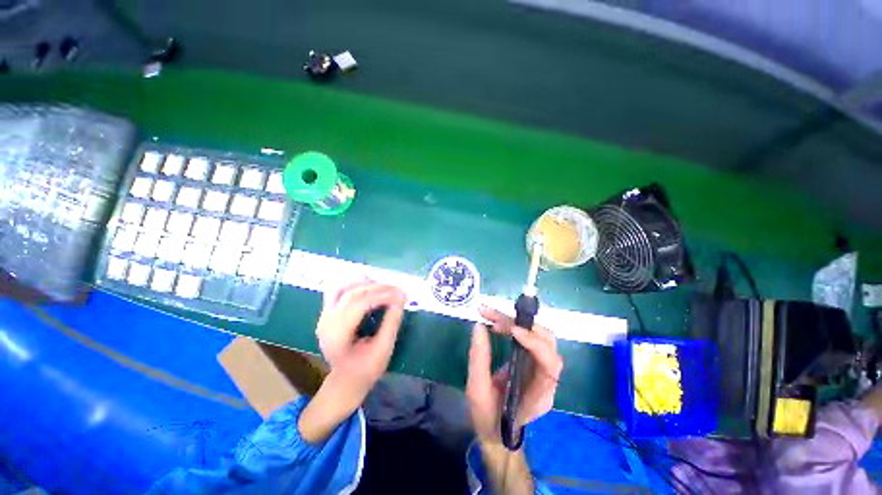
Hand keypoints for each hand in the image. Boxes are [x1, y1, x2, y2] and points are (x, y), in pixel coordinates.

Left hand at [316, 281, 406, 406]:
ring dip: (365, 283)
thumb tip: (401, 298)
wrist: (345, 381)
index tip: (401, 294)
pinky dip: (353, 284)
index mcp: (338, 336)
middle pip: (352, 294)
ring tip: (384, 286)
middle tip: (397, 289)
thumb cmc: (365, 370)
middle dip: (377, 287)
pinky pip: (338, 291)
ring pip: (343, 288)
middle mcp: (326, 323)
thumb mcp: (383, 350)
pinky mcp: (327, 313)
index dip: (382, 296)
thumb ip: (391, 323)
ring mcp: (324, 317)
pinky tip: (367, 284)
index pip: (360, 305)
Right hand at [466, 306, 562, 443]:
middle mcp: (545, 380)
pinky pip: (528, 338)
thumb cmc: (488, 417)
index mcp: (538, 396)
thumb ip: (479, 359)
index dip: (536, 343)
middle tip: (493, 319)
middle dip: (522, 325)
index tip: (513, 330)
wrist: (495, 431)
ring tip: (491, 317)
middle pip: (548, 344)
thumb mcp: (477, 391)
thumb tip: (479, 326)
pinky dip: (512, 326)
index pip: (550, 365)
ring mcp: (540, 370)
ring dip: (516, 322)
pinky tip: (496, 323)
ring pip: (539, 336)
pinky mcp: (531, 362)